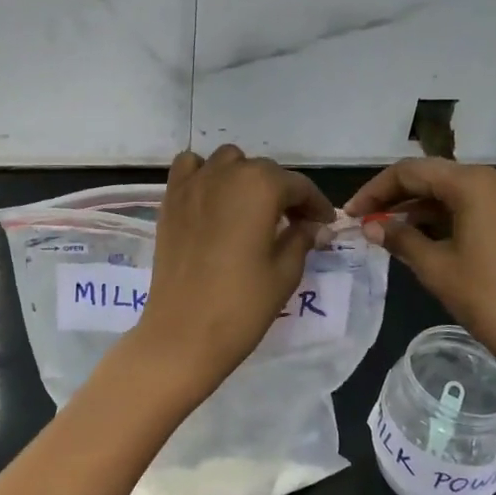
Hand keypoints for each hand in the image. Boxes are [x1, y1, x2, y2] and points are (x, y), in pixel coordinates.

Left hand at [132, 145, 335, 402]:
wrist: (184, 332)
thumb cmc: (242, 304)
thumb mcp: (285, 271)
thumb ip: (302, 238)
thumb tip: (314, 226)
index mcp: (261, 186)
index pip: (298, 186)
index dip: (316, 205)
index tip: (325, 224)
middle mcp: (227, 173)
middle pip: (264, 171)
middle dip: (283, 193)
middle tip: (295, 224)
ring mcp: (194, 183)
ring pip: (228, 162)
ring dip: (244, 178)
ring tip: (252, 209)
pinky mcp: (170, 200)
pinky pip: (190, 168)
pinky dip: (204, 174)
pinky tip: (213, 200)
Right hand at [345, 159, 495, 411]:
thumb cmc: (487, 298)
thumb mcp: (435, 266)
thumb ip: (399, 238)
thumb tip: (370, 226)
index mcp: (473, 183)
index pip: (410, 172)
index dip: (376, 191)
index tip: (351, 214)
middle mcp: (494, 180)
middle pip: (432, 176)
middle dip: (395, 197)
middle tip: (365, 221)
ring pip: (451, 192)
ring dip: (418, 208)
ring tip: (386, 233)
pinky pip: (471, 206)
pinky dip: (442, 218)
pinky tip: (419, 238)